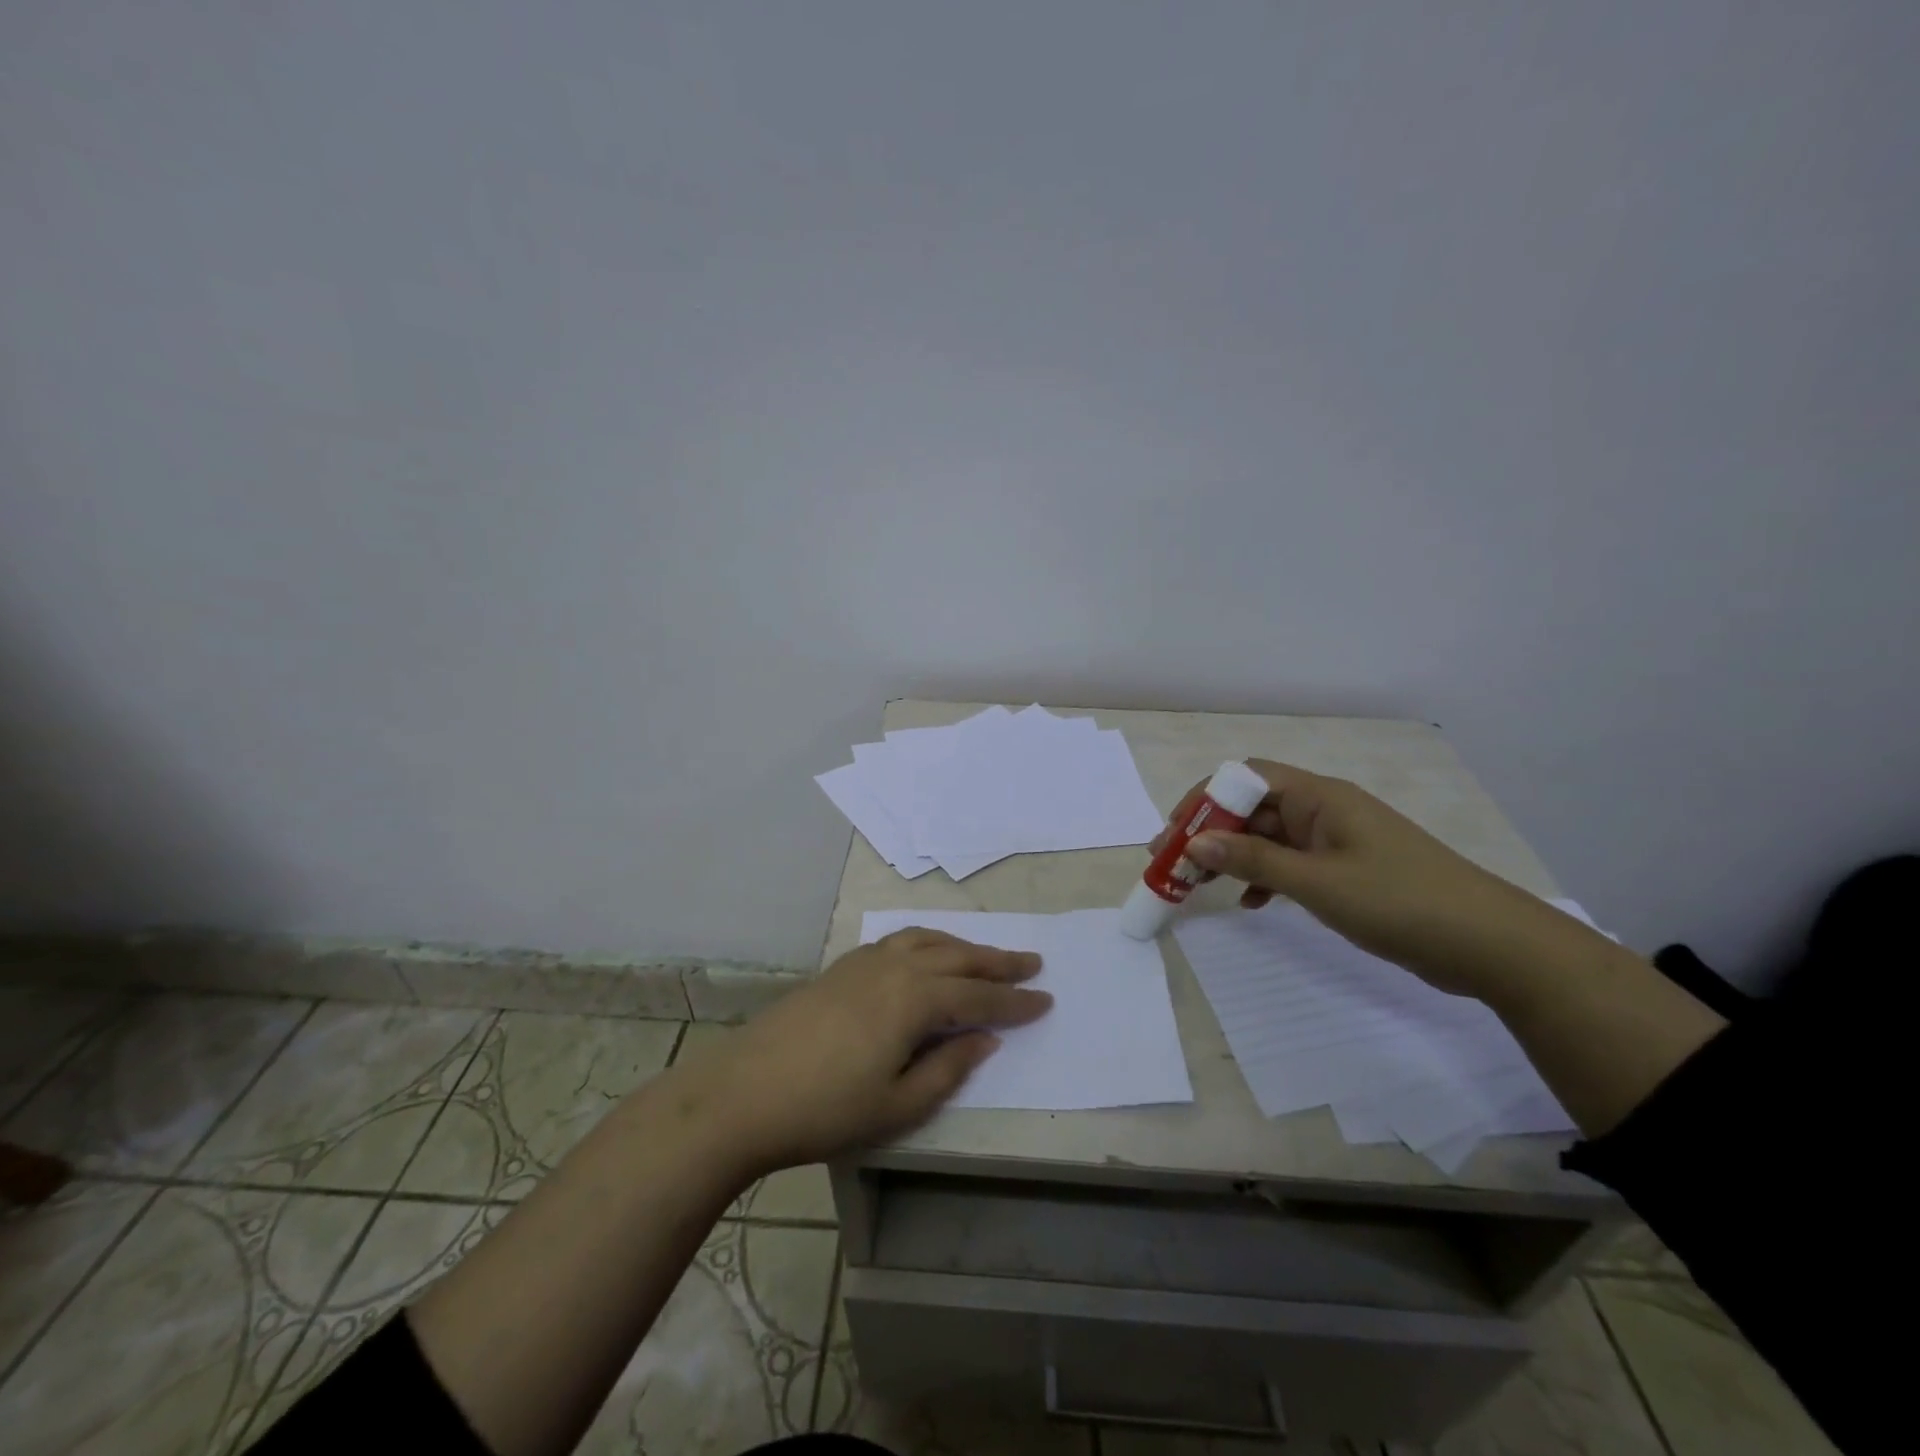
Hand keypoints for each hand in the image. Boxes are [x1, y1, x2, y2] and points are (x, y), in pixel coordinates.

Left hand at [671, 929, 1051, 1173]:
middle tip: (1032, 962)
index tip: (1047, 1000)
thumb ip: (948, 1068)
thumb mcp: (897, 1105)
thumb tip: (985, 1038)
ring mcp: (865, 961)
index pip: (979, 997)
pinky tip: (927, 954)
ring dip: (963, 946)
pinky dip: (927, 941)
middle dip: (998, 962)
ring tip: (987, 955)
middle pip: (958, 957)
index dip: (1016, 1002)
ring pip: (928, 940)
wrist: (744, 1092)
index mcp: (915, 999)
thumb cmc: (826, 1109)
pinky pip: (899, 940)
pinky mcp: (842, 966)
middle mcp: (896, 967)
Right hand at [1157, 759, 1569, 996]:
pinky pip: (1291, 863)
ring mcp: (1336, 840)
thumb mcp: (1317, 882)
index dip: (1204, 799)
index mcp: (1319, 797)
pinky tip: (1250, 903)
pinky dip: (1264, 877)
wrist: (1491, 945)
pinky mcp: (1347, 870)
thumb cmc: (1400, 902)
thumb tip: (1192, 843)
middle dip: (1210, 832)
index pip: (1246, 778)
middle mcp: (1323, 809)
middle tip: (1174, 864)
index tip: (1173, 834)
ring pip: (1269, 837)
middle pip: (1253, 807)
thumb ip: (1252, 861)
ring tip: (1199, 885)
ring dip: (1233, 856)